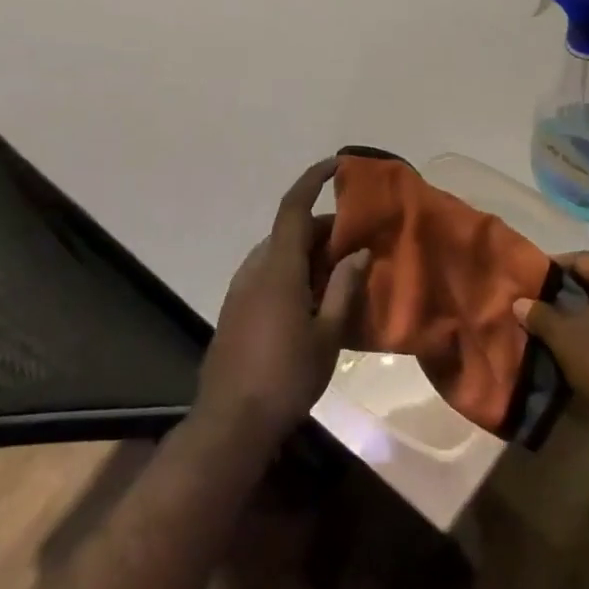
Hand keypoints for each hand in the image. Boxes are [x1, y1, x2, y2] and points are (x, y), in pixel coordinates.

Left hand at [199, 159, 370, 443]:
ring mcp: (239, 291)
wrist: (230, 423)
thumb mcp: (327, 335)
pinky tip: (313, 300)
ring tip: (340, 273)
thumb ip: (344, 288)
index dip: (313, 180)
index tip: (337, 165)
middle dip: (323, 229)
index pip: (293, 208)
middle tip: (357, 244)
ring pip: (278, 254)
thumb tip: (358, 252)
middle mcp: (254, 271)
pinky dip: (293, 272)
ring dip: (308, 253)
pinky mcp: (234, 311)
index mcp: (277, 270)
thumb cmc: (286, 377)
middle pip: (289, 232)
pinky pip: (267, 275)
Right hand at [514, 253, 588, 437]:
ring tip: (556, 324)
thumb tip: (519, 301)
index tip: (529, 283)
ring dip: (585, 309)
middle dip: (567, 290)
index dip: (551, 268)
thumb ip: (541, 316)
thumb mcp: (566, 339)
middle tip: (539, 304)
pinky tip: (584, 341)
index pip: (581, 258)